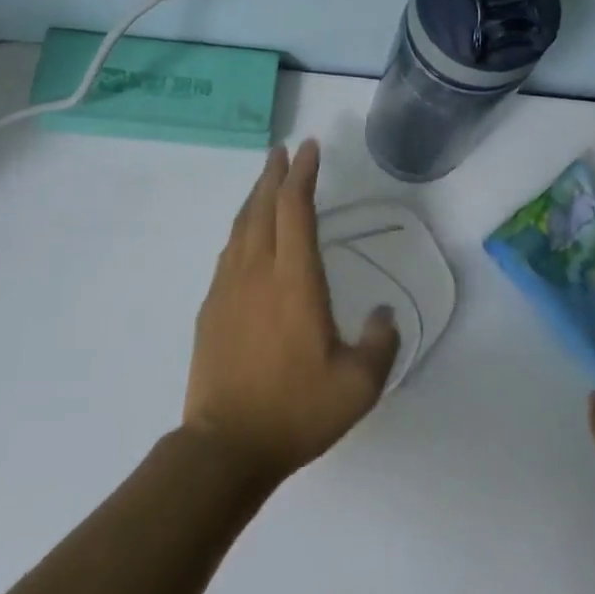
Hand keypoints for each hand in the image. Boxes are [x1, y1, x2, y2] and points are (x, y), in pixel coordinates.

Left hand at [182, 140, 399, 487]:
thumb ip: (380, 343)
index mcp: (294, 280)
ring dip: (254, 198)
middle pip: (262, 207)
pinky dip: (240, 230)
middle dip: (274, 174)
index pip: (296, 209)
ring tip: (265, 181)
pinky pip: (227, 253)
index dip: (303, 174)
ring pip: (240, 226)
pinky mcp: (210, 308)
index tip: (309, 148)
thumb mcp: (358, 385)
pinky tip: (245, 237)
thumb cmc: (296, 411)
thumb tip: (384, 313)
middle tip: (282, 151)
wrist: (225, 445)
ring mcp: (227, 288)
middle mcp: (257, 272)